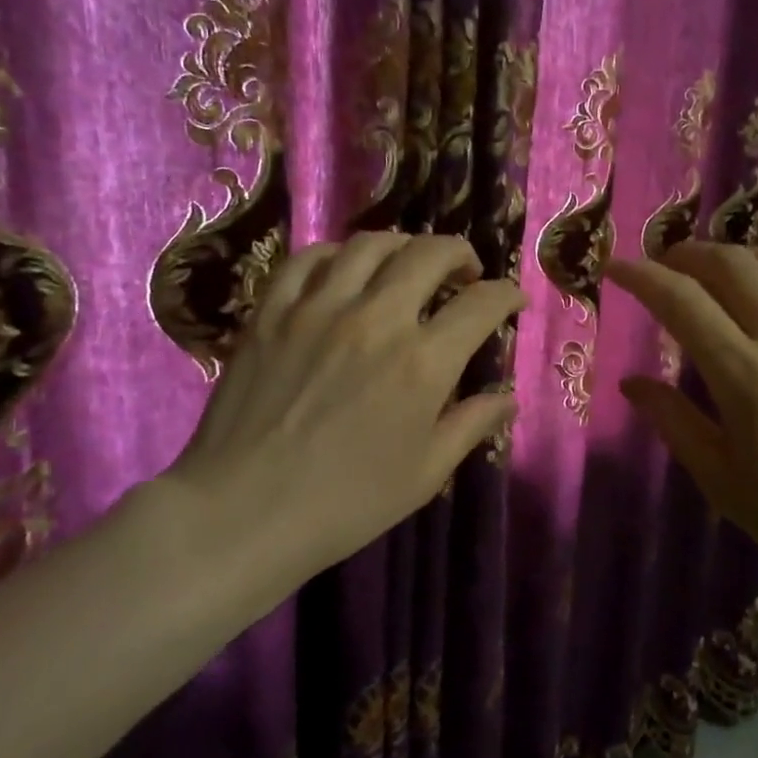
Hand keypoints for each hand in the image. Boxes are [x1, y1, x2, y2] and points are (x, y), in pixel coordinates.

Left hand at [160, 233, 524, 600]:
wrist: (244, 512)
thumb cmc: (346, 503)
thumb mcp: (425, 474)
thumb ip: (471, 425)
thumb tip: (508, 397)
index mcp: (423, 363)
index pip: (481, 304)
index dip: (507, 294)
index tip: (512, 300)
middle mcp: (376, 319)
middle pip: (429, 254)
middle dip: (460, 254)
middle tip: (464, 274)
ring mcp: (317, 308)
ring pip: (369, 245)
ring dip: (402, 246)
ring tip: (407, 266)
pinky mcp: (271, 312)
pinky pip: (307, 259)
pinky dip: (336, 255)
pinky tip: (343, 271)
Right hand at [605, 242, 757, 612]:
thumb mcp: (719, 479)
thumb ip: (672, 420)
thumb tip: (631, 382)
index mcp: (746, 377)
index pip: (681, 301)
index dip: (641, 277)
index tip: (614, 268)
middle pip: (730, 264)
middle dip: (685, 255)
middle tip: (660, 269)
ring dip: (734, 255)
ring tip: (711, 274)